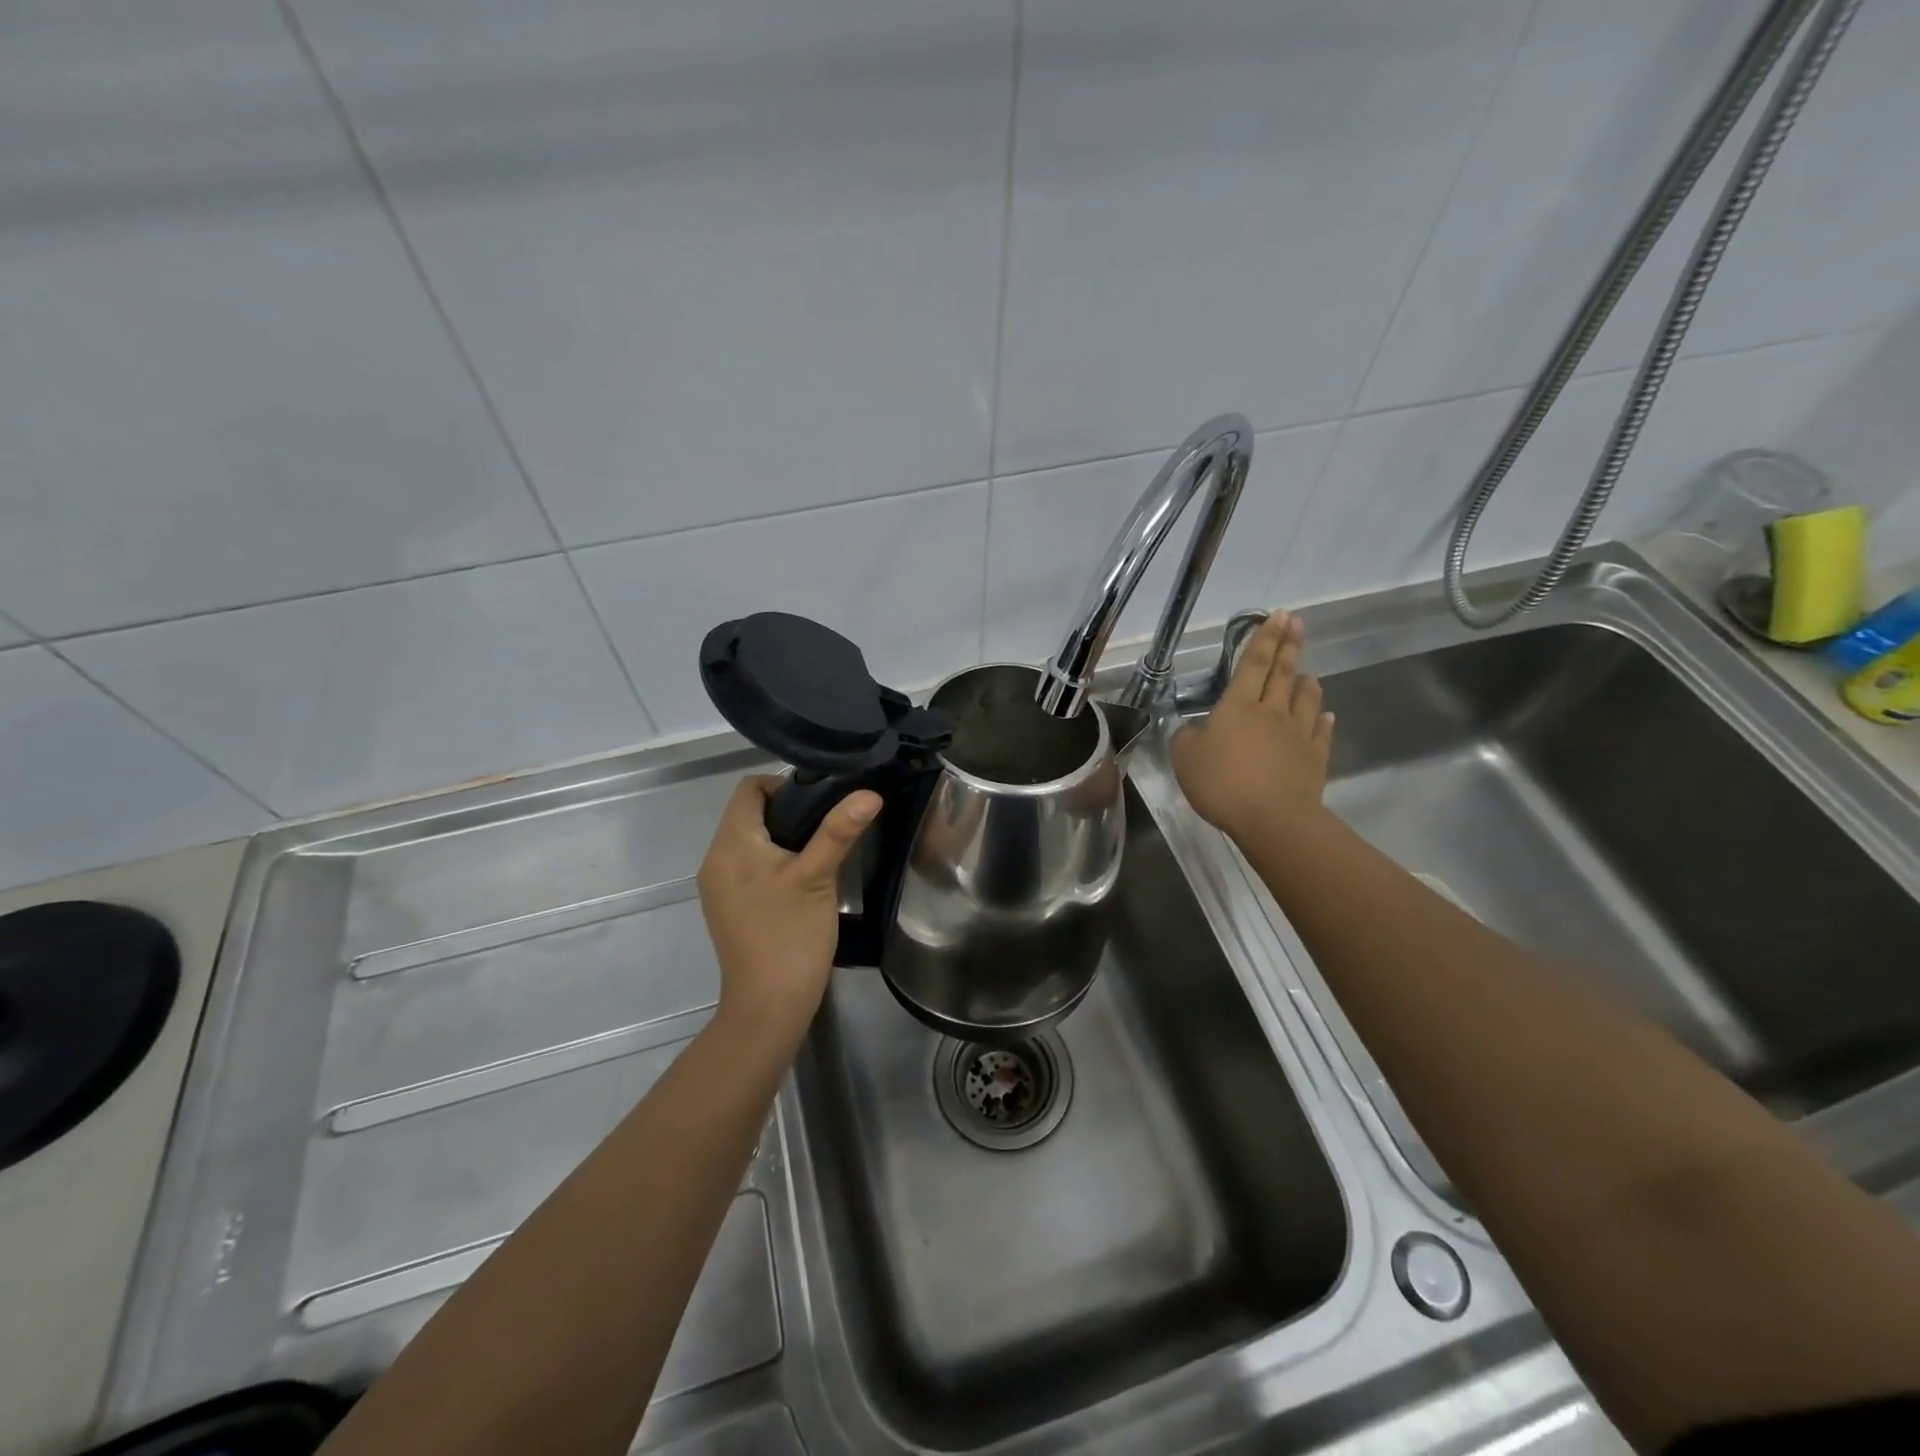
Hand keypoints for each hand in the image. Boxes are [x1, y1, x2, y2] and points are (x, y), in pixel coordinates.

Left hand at [696, 775, 880, 1046]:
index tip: (821, 802)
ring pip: (750, 840)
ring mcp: (719, 886)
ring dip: (783, 836)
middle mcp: (716, 859)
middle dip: (788, 810)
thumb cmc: (790, 936)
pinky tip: (803, 878)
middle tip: (828, 824)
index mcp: (730, 845)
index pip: (749, 788)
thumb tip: (869, 792)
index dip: (784, 784)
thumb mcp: (818, 878)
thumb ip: (839, 830)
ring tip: (821, 850)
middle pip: (749, 813)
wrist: (768, 1007)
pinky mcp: (728, 906)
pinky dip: (773, 860)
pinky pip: (749, 865)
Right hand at [1172, 610, 1333, 842]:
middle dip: (1289, 645)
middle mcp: (1271, 712)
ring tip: (1307, 672)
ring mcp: (1298, 734)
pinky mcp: (1315, 758)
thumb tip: (1194, 729)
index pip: (1253, 663)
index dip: (1264, 638)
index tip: (1278, 615)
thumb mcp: (1185, 759)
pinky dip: (1322, 719)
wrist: (1273, 818)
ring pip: (1306, 698)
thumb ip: (1186, 738)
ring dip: (1307, 681)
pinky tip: (1324, 715)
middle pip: (1283, 672)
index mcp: (1238, 706)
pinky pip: (1320, 732)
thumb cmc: (1223, 783)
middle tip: (1297, 622)